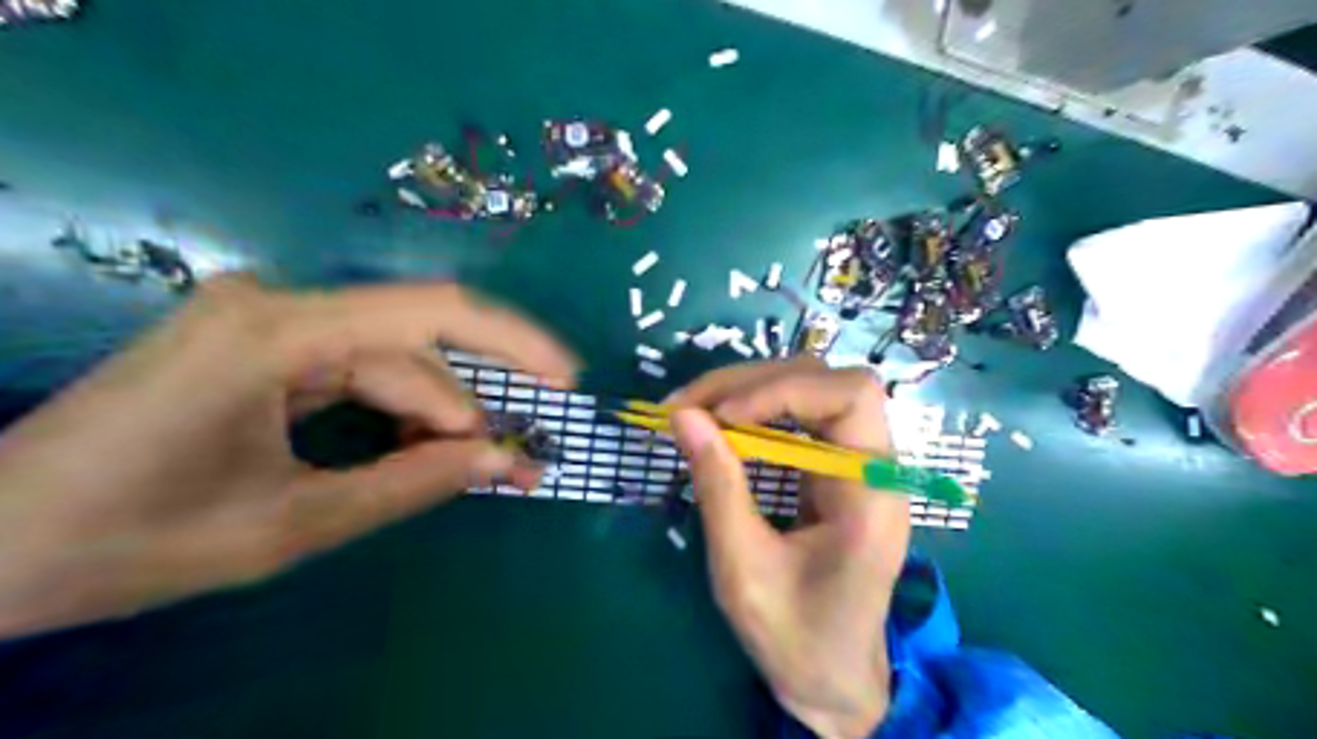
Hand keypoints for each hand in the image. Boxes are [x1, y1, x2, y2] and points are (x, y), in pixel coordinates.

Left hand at [0, 273, 577, 638]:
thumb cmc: (127, 541)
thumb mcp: (290, 524)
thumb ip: (412, 484)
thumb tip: (505, 459)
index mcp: (276, 332)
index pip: (430, 313)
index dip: (514, 342)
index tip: (566, 381)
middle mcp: (277, 304)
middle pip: (412, 349)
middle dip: (468, 409)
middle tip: (514, 464)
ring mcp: (267, 320)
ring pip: (389, 362)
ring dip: (432, 417)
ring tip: (465, 469)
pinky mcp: (262, 344)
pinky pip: (357, 370)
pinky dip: (395, 413)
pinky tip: (412, 449)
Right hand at [671, 357, 905, 738]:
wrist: (832, 677)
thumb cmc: (794, 636)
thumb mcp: (743, 568)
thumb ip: (718, 486)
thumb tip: (683, 415)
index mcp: (871, 494)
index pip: (849, 396)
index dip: (782, 389)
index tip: (719, 416)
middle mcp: (875, 466)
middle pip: (826, 381)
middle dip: (752, 382)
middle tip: (686, 406)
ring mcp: (857, 464)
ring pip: (810, 389)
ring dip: (749, 390)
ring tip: (693, 410)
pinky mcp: (836, 469)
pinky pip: (799, 417)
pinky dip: (755, 411)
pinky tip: (720, 424)